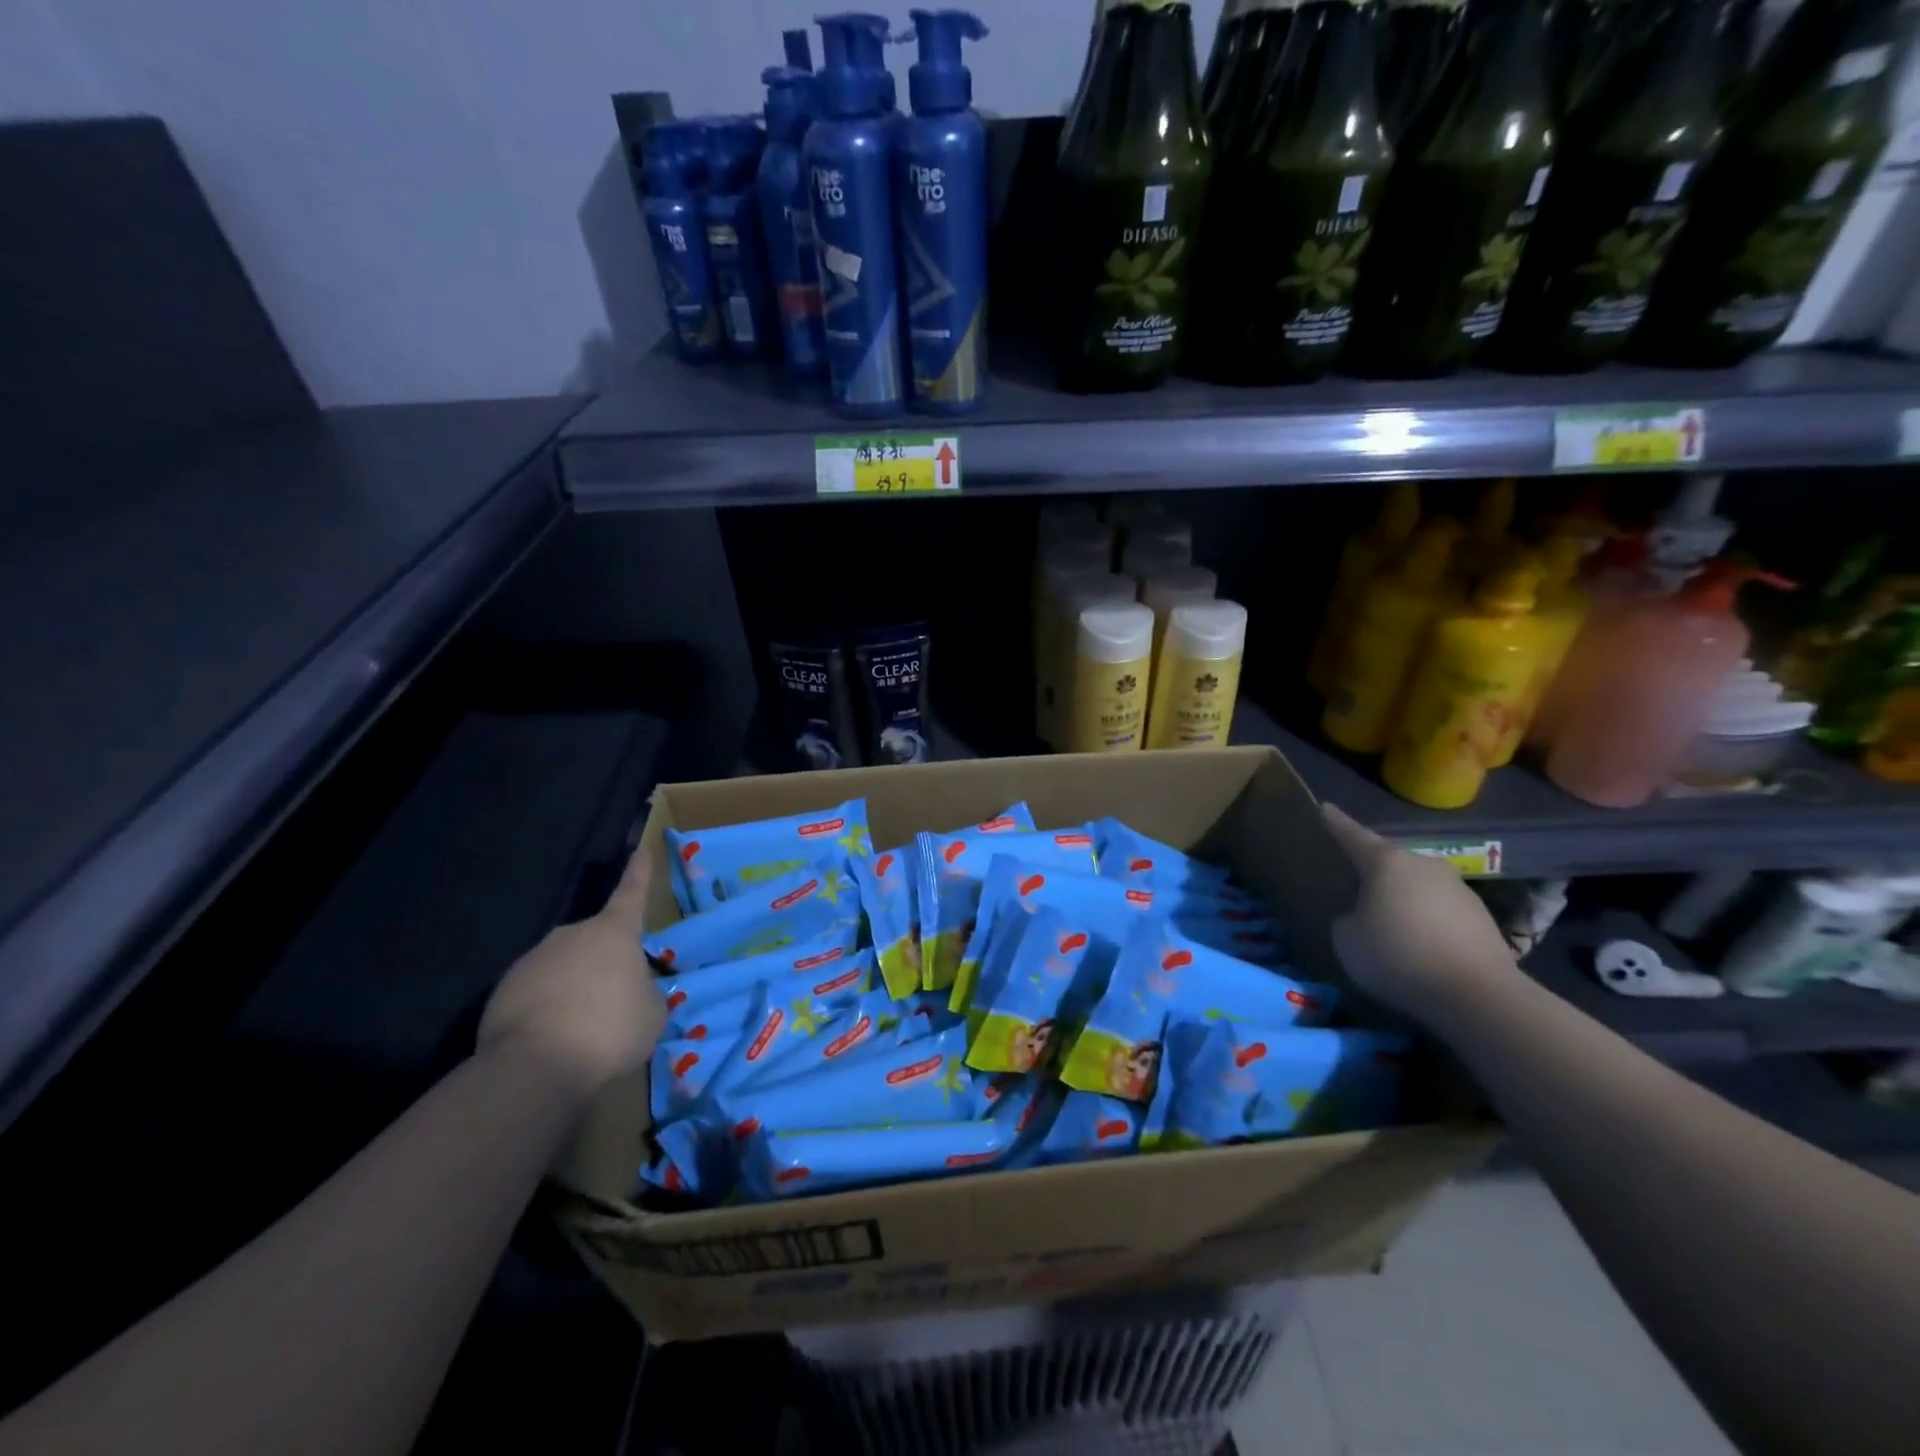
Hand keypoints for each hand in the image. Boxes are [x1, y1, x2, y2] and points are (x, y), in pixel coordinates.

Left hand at [478, 846, 666, 1098]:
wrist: (534, 1066)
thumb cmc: (609, 1028)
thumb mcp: (651, 1012)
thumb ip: (645, 993)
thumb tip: (632, 992)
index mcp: (613, 932)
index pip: (631, 894)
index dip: (639, 874)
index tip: (640, 851)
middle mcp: (570, 935)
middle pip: (594, 942)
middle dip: (603, 963)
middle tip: (614, 999)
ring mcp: (532, 961)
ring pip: (563, 969)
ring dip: (574, 989)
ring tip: (583, 1029)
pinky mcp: (501, 992)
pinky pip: (535, 994)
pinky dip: (547, 1010)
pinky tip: (554, 1040)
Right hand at [1321, 803, 1520, 1024]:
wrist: (1478, 995)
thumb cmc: (1398, 956)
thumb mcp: (1347, 939)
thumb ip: (1347, 919)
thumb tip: (1362, 917)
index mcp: (1386, 862)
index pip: (1353, 835)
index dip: (1336, 823)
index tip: (1325, 808)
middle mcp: (1423, 864)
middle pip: (1390, 860)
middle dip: (1372, 869)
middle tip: (1354, 880)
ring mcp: (1457, 888)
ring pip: (1418, 885)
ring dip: (1402, 897)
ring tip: (1388, 921)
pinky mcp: (1481, 917)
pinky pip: (1440, 910)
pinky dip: (1426, 921)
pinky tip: (1420, 945)